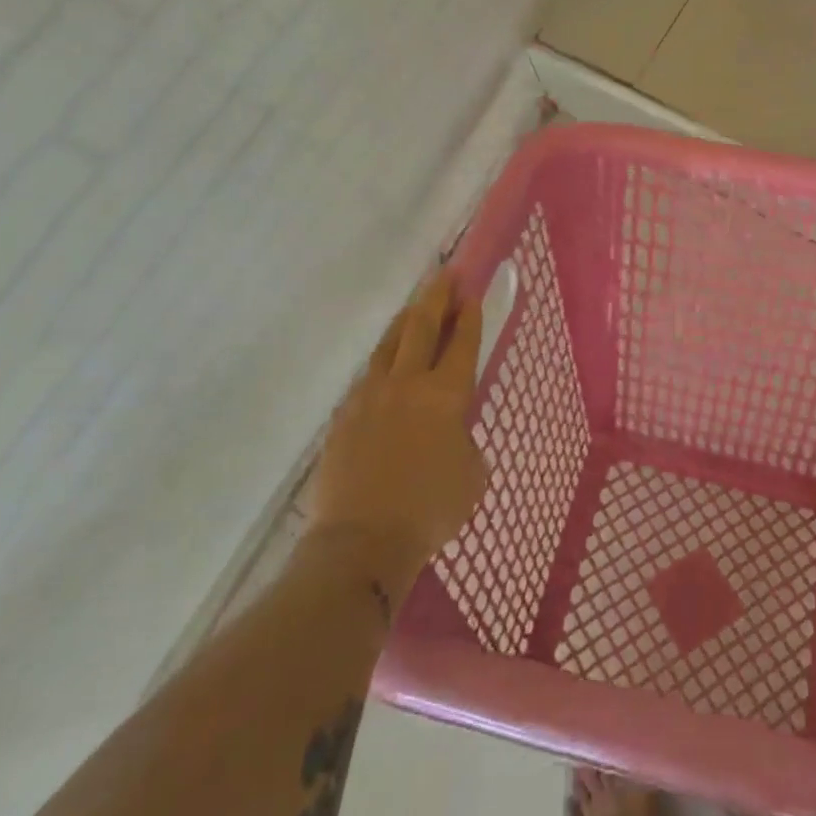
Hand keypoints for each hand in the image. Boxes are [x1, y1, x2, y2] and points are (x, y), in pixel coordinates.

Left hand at [306, 272, 487, 594]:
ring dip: (405, 320)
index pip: (462, 343)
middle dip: (437, 297)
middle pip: (422, 326)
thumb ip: (465, 441)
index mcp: (446, 394)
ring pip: (389, 344)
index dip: (469, 316)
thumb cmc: (430, 509)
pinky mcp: (343, 416)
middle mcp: (407, 383)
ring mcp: (370, 396)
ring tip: (414, 307)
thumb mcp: (473, 475)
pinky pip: (366, 377)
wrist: (362, 541)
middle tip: (445, 274)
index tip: (471, 293)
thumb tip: (451, 433)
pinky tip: (384, 365)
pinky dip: (381, 362)